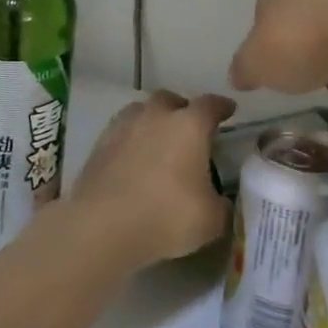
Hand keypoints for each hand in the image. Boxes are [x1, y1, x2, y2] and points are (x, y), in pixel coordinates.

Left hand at [64, 91, 236, 266]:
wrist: (101, 227)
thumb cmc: (165, 217)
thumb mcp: (211, 220)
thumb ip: (221, 205)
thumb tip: (220, 201)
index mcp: (189, 126)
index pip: (211, 105)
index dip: (222, 107)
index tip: (229, 111)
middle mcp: (156, 117)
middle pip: (171, 100)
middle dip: (182, 110)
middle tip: (189, 130)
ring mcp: (122, 128)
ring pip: (140, 112)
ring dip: (152, 121)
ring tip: (157, 142)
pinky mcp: (98, 146)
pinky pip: (120, 133)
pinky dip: (130, 141)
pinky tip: (132, 160)